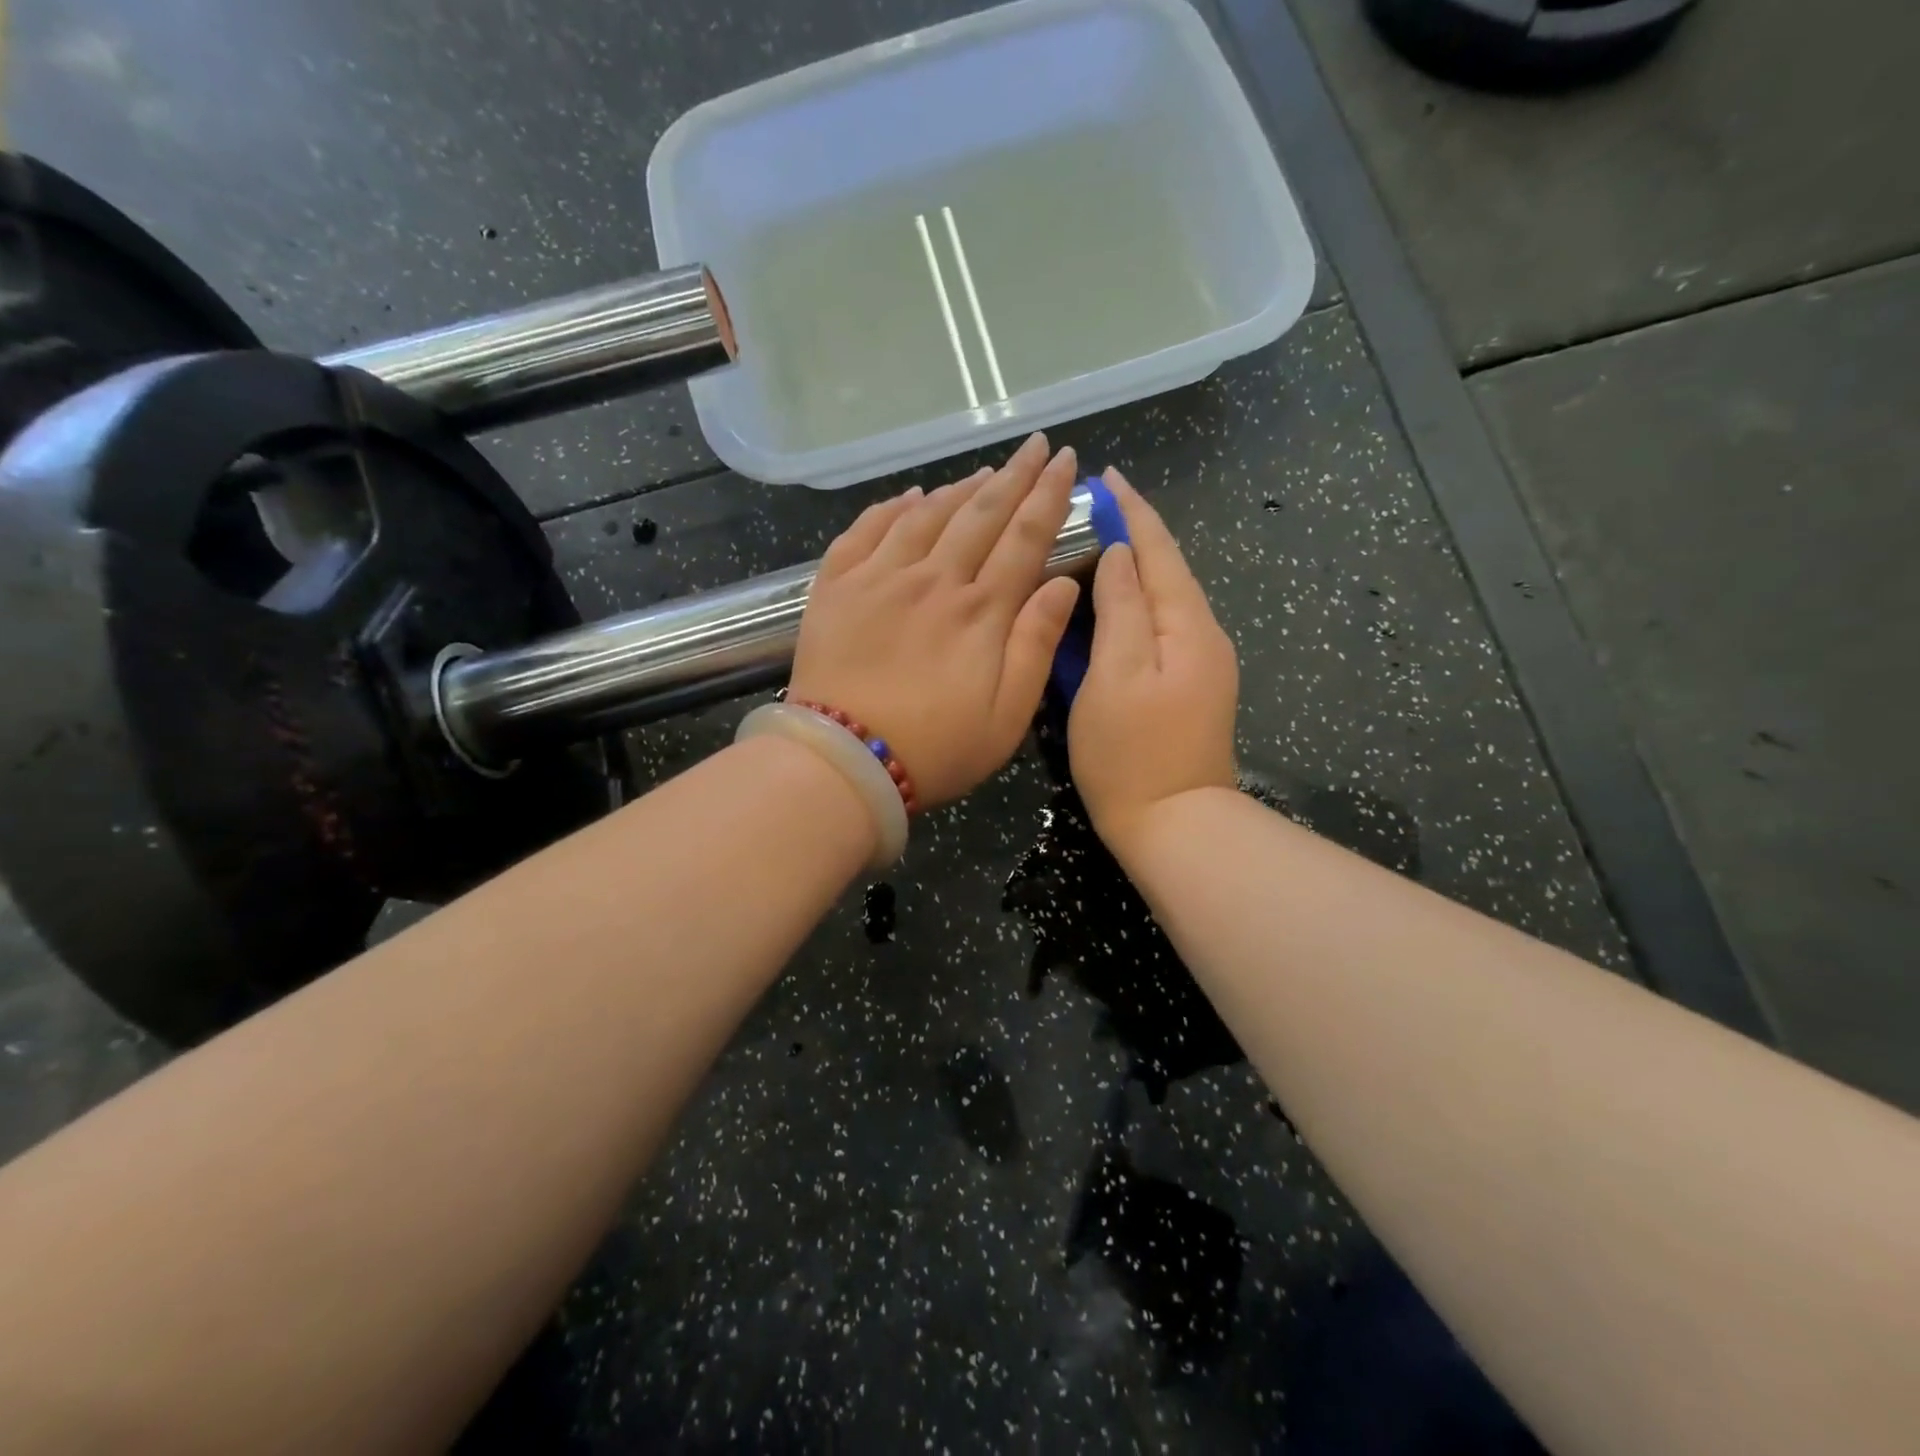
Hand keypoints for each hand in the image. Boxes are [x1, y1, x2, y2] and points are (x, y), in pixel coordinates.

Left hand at [789, 433, 1081, 808]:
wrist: (844, 762)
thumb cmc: (936, 749)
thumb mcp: (1008, 715)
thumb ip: (1036, 644)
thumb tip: (1063, 583)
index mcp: (981, 611)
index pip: (1024, 538)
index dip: (1048, 496)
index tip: (1064, 461)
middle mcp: (934, 580)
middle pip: (980, 514)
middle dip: (1013, 476)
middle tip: (1034, 445)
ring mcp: (880, 579)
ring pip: (926, 515)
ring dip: (959, 489)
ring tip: (984, 471)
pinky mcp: (836, 588)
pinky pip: (866, 531)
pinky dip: (891, 508)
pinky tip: (908, 496)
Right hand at [1069, 469, 1239, 853]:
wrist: (1176, 826)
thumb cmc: (1132, 753)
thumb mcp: (1115, 675)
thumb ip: (1121, 608)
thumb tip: (1120, 554)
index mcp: (1187, 626)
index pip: (1160, 551)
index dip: (1133, 511)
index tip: (1108, 476)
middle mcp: (1204, 636)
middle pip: (1169, 569)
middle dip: (1135, 532)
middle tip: (1093, 505)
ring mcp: (1202, 664)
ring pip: (1166, 598)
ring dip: (1136, 565)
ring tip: (1098, 541)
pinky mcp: (1192, 687)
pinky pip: (1162, 626)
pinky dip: (1138, 602)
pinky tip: (1115, 600)